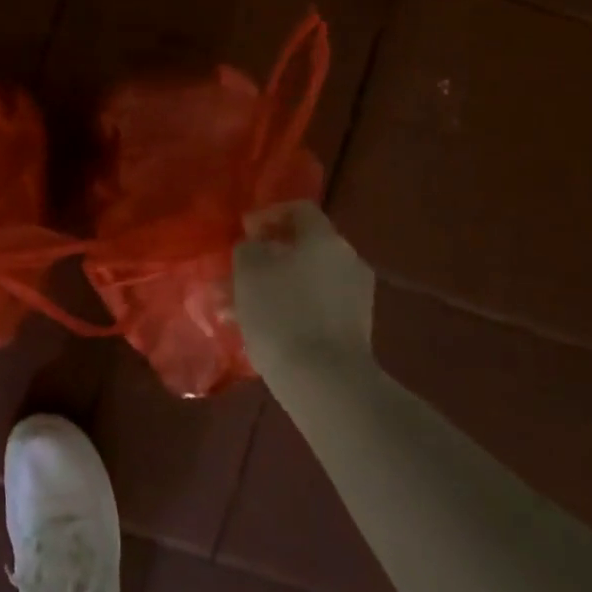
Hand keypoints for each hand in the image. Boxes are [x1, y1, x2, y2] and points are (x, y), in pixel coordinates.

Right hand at [233, 201, 376, 374]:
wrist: (325, 381)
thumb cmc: (281, 313)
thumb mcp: (248, 269)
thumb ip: (249, 247)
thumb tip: (256, 247)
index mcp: (324, 239)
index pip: (299, 209)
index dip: (268, 215)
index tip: (243, 232)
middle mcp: (347, 259)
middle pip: (302, 247)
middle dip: (266, 257)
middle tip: (236, 273)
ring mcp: (355, 296)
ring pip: (305, 279)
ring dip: (273, 286)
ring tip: (238, 308)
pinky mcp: (354, 328)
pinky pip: (316, 305)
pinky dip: (290, 308)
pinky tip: (263, 329)